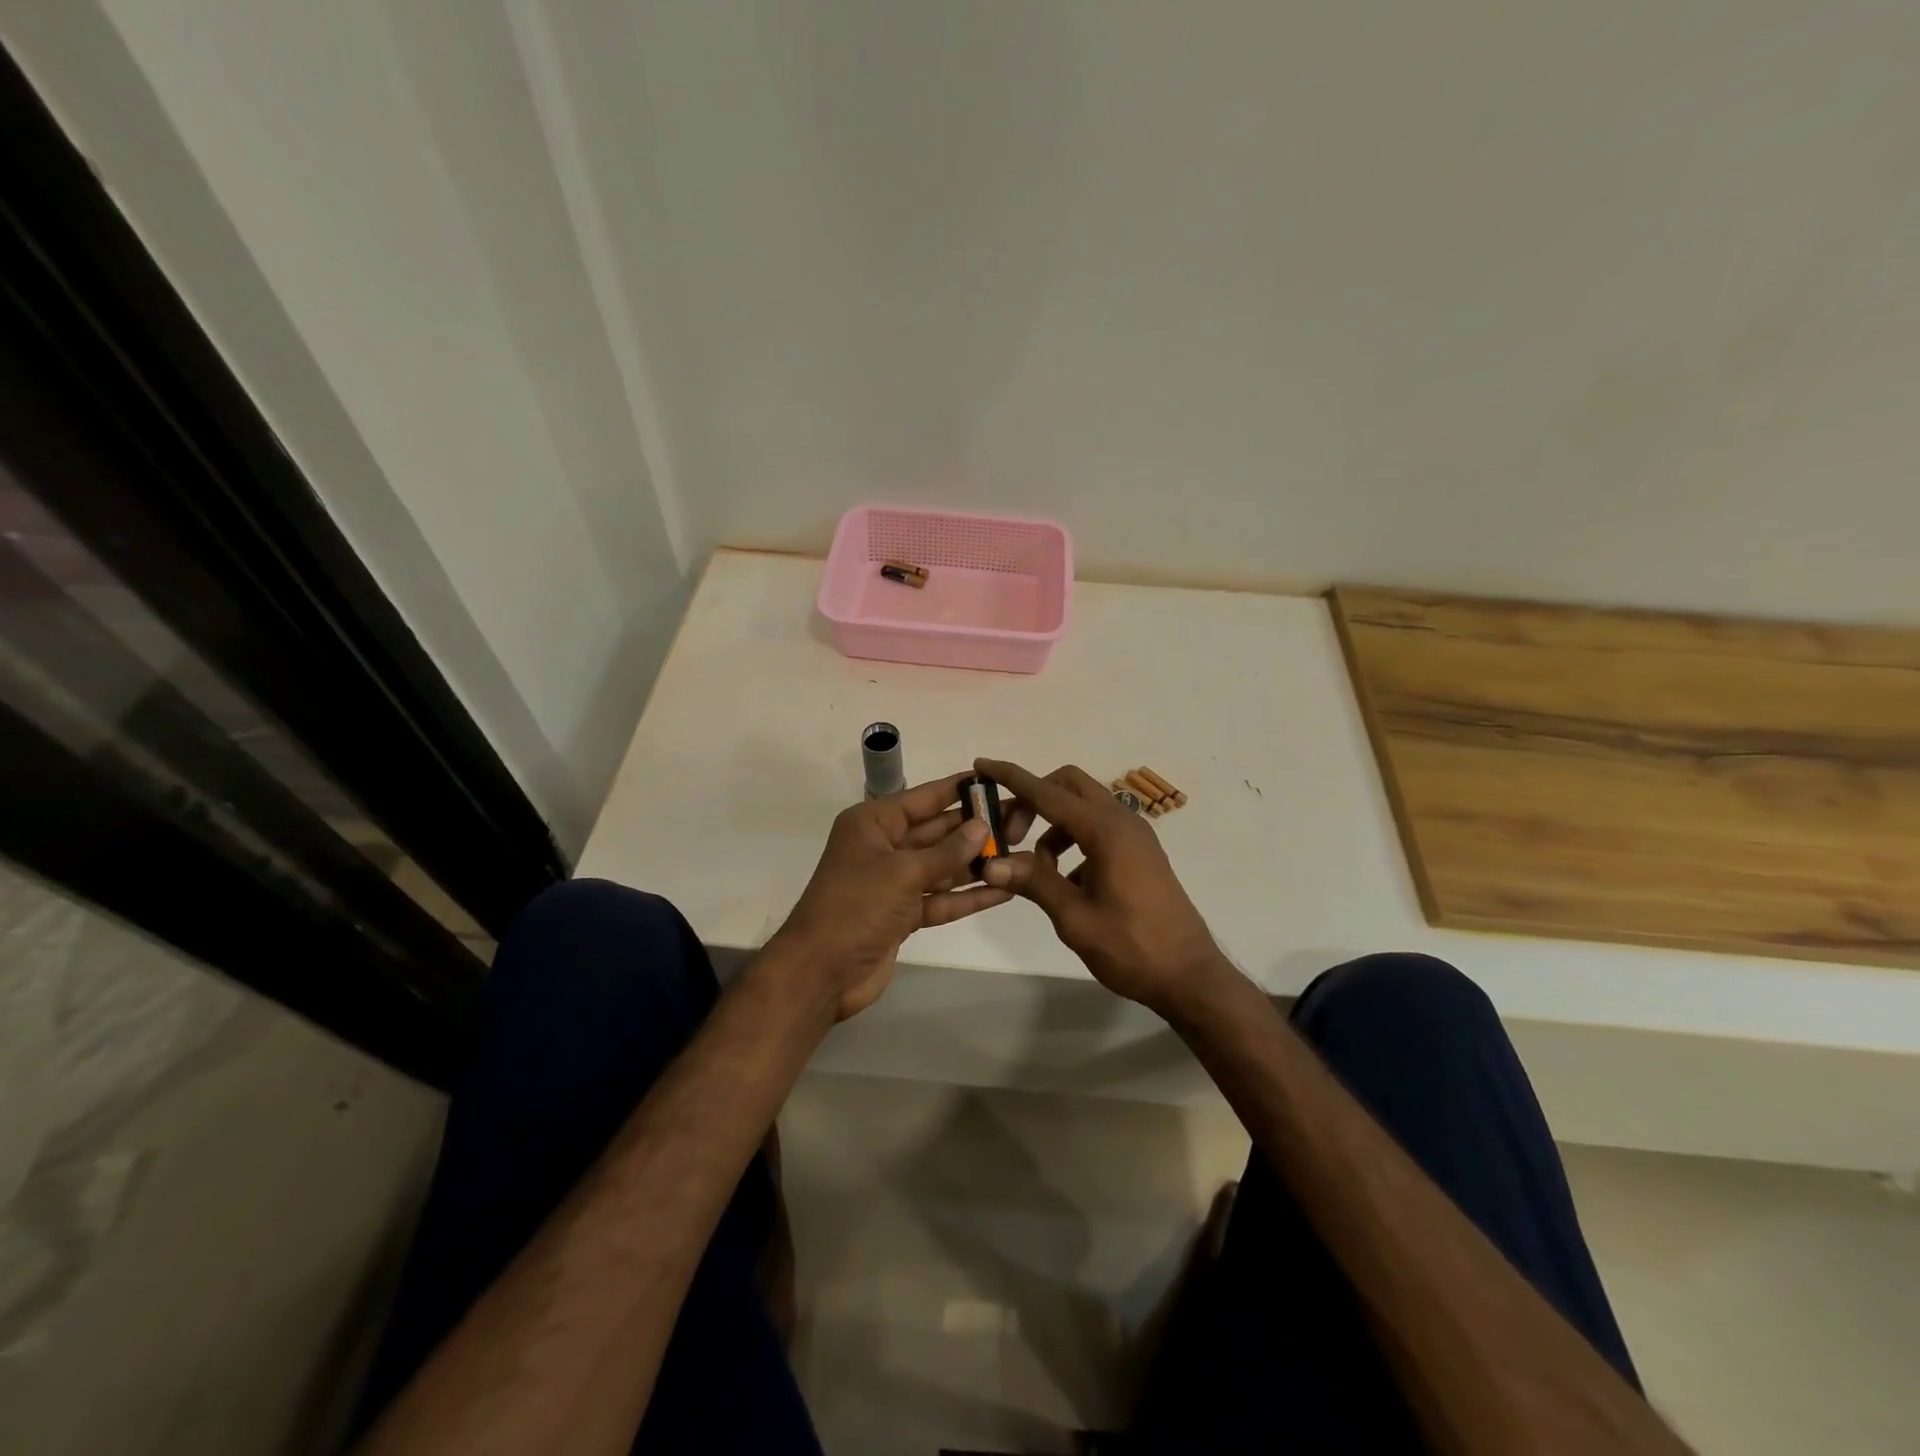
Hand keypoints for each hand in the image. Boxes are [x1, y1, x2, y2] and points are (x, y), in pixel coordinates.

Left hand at [771, 772, 1011, 1020]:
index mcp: (873, 824)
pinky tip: (1003, 891)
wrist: (821, 972)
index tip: (995, 781)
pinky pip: (940, 898)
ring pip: (942, 867)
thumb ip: (946, 851)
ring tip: (1020, 852)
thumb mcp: (902, 872)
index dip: (958, 789)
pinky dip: (967, 896)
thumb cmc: (856, 906)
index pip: (923, 798)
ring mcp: (893, 883)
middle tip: (1019, 819)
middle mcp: (884, 847)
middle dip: (975, 828)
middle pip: (936, 831)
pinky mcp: (903, 915)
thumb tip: (982, 826)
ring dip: (976, 863)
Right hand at [974, 758, 1228, 1015]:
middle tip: (1009, 834)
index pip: (1048, 793)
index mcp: (1106, 831)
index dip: (1012, 778)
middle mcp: (1122, 821)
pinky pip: (1097, 827)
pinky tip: (1065, 881)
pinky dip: (1073, 839)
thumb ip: (1034, 882)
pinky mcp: (1139, 852)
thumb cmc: (1132, 948)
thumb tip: (990, 863)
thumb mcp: (1076, 918)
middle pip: (1068, 785)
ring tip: (1035, 868)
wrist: (1190, 975)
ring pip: (1083, 806)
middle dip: (1033, 798)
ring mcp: (1134, 835)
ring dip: (1052, 823)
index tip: (981, 764)